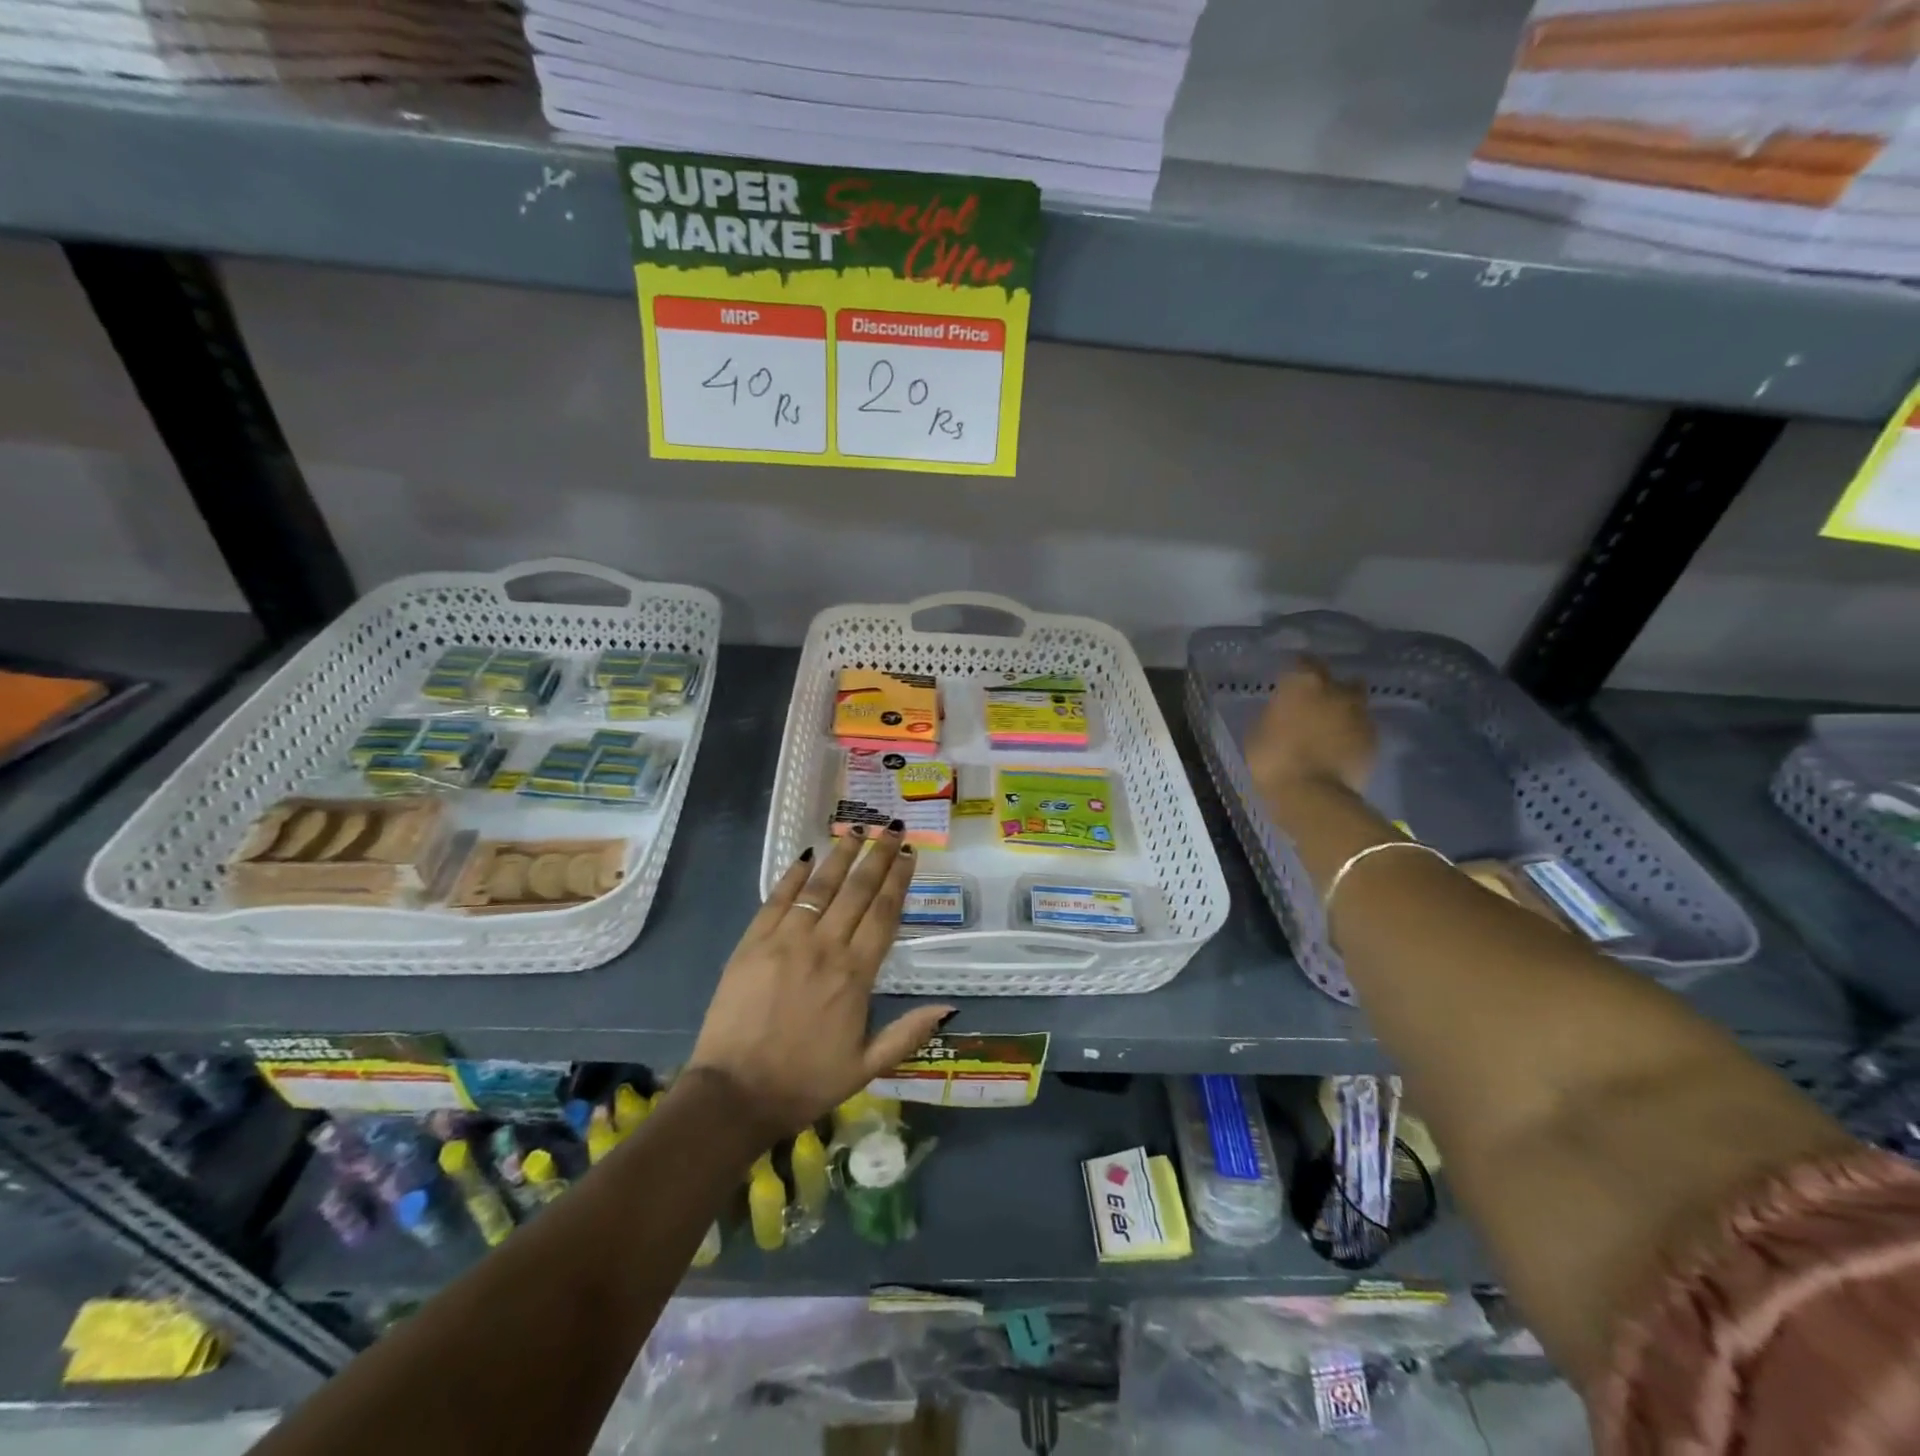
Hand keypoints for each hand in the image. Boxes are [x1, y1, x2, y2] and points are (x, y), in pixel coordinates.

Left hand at [688, 824, 953, 1140]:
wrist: (734, 1095)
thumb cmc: (804, 1083)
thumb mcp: (865, 1068)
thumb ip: (907, 1034)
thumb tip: (949, 1007)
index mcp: (854, 976)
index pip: (883, 914)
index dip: (898, 880)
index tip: (910, 854)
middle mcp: (824, 947)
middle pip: (856, 891)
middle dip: (877, 856)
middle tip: (891, 829)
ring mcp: (785, 941)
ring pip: (819, 887)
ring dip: (840, 855)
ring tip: (856, 828)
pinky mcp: (752, 943)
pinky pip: (777, 899)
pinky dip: (793, 875)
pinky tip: (807, 856)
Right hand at [1243, 657, 1376, 795]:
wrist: (1312, 795)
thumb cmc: (1273, 759)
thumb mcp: (1257, 731)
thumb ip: (1275, 712)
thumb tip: (1284, 708)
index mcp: (1304, 682)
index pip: (1303, 662)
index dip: (1297, 671)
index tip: (1289, 683)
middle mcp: (1337, 689)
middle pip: (1337, 680)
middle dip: (1328, 688)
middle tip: (1313, 705)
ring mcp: (1360, 713)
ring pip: (1354, 703)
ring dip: (1343, 710)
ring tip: (1329, 727)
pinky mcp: (1375, 738)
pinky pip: (1362, 727)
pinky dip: (1352, 733)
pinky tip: (1340, 747)